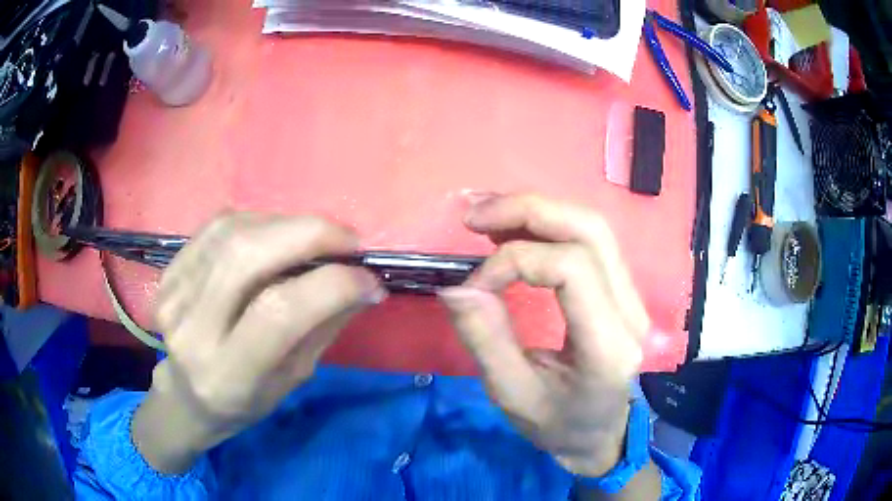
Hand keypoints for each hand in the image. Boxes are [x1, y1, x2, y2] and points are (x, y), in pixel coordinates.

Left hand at [132, 214, 385, 473]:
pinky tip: (277, 234)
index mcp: (227, 375)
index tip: (369, 278)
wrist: (188, 395)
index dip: (332, 285)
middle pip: (247, 256)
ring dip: (286, 224)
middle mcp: (192, 330)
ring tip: (316, 237)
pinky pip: (217, 226)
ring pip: (233, 232)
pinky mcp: (167, 272)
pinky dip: (258, 220)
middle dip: (310, 234)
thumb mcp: (293, 377)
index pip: (278, 313)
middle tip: (348, 239)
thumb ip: (323, 327)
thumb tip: (363, 282)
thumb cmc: (246, 399)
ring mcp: (173, 295)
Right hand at [439, 194, 649, 477]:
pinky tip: (515, 230)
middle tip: (475, 217)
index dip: (514, 261)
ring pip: (593, 227)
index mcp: (608, 346)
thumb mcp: (513, 395)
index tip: (473, 285)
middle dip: (529, 211)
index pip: (571, 268)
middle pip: (590, 230)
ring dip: (538, 212)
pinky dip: (549, 226)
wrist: (601, 435)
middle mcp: (631, 311)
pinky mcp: (623, 291)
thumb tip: (455, 287)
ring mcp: (633, 297)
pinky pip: (590, 241)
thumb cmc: (558, 424)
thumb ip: (486, 340)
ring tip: (489, 219)